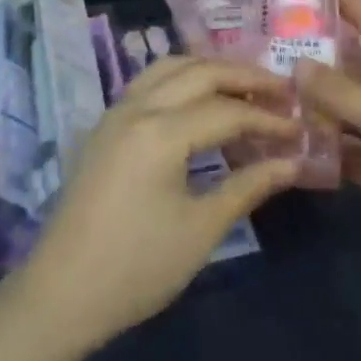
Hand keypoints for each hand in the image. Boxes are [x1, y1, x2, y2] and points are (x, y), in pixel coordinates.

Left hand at [12, 57, 301, 353]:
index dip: (268, 118)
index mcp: (161, 131)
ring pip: (170, 68)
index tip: (300, 128)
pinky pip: (150, 82)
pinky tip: (200, 101)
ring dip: (211, 70)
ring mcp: (116, 112)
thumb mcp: (201, 229)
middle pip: (200, 72)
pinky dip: (183, 80)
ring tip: (245, 88)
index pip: (227, 110)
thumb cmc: (137, 267)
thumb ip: (248, 186)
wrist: (61, 293)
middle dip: (245, 76)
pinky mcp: (105, 126)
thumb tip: (293, 162)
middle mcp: (137, 107)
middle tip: (283, 91)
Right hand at [296, 0, 360, 318]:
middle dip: (330, 62)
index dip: (359, 12)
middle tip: (284, 45)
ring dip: (323, 106)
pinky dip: (329, 146)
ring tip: (278, 89)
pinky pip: (353, 150)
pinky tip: (294, 139)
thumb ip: (342, 92)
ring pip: (356, 113)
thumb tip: (298, 65)